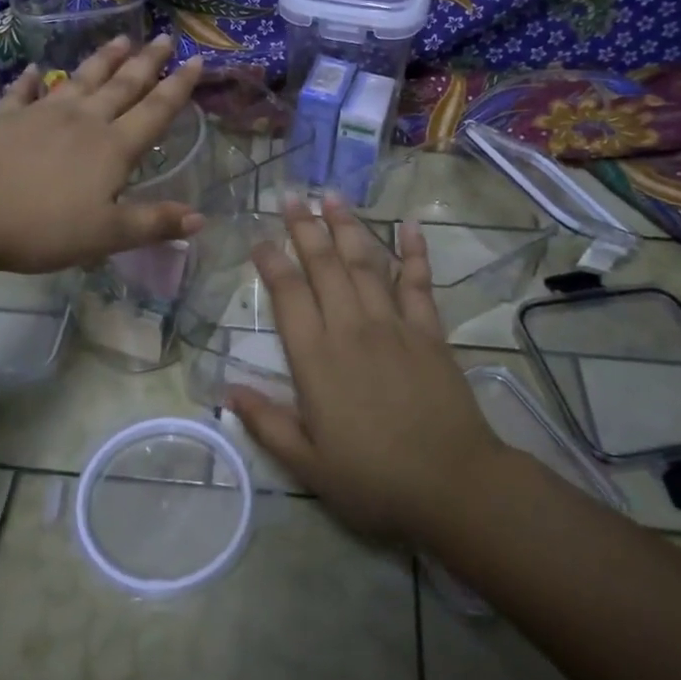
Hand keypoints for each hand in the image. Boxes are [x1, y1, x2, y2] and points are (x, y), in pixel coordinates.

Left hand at [0, 34, 204, 274]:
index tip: (197, 60)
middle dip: (147, 63)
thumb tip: (202, 217)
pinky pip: (23, 93)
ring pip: (80, 80)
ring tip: (120, 39)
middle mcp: (82, 121)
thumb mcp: (106, 235)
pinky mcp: (2, 120)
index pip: (155, 111)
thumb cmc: (41, 227)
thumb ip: (153, 223)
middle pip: (121, 85)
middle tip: (164, 38)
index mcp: (112, 147)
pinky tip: (37, 70)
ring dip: (102, 60)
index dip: (179, 87)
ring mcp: (40, 115)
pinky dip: (32, 81)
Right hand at [226, 197, 507, 543]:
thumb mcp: (308, 464)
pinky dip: (414, 252)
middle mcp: (351, 329)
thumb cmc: (374, 479)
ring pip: (365, 264)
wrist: (452, 484)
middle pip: (324, 266)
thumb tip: (228, 390)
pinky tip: (408, 225)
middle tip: (292, 195)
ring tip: (332, 196)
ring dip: (348, 227)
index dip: (272, 262)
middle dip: (305, 227)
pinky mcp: (429, 332)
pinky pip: (418, 283)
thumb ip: (267, 423)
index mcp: (316, 359)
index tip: (260, 239)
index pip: (288, 295)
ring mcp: (394, 326)